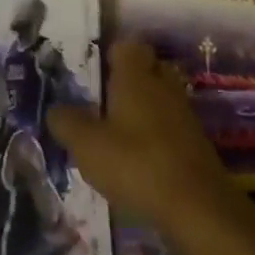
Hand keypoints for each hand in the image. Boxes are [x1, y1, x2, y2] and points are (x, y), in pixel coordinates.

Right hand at [47, 41, 236, 235]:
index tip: (95, 74)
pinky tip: (141, 159)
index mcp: (135, 76)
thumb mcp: (87, 145)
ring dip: (144, 109)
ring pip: (161, 98)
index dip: (111, 54)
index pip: (127, 46)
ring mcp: (184, 114)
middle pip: (147, 69)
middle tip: (104, 102)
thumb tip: (55, 110)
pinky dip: (157, 135)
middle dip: (129, 81)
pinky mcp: (197, 144)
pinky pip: (172, 126)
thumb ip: (66, 123)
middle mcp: (163, 85)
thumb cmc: (136, 164)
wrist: (198, 208)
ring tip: (120, 133)